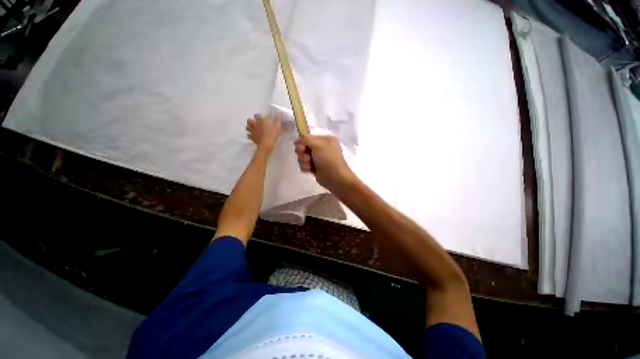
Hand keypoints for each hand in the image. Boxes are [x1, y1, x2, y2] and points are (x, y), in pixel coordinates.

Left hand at [246, 114, 281, 152]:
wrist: (266, 145)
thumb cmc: (272, 135)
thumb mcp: (277, 127)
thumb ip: (277, 120)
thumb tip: (278, 114)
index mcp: (260, 121)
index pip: (257, 115)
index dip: (259, 116)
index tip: (262, 117)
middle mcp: (254, 125)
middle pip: (249, 120)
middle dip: (251, 120)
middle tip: (254, 122)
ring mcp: (252, 131)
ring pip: (247, 127)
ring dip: (249, 127)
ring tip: (252, 128)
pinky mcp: (252, 138)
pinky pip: (249, 135)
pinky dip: (250, 135)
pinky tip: (253, 136)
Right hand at [294, 135, 356, 192]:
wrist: (335, 177)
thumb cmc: (328, 159)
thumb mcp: (318, 145)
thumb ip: (306, 139)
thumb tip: (297, 140)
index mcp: (325, 140)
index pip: (308, 138)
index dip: (302, 142)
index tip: (301, 148)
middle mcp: (322, 148)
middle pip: (304, 147)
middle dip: (302, 152)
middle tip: (306, 157)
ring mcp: (318, 158)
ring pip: (303, 156)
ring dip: (303, 161)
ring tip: (309, 165)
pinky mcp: (314, 168)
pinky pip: (304, 164)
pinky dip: (305, 167)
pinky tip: (309, 170)